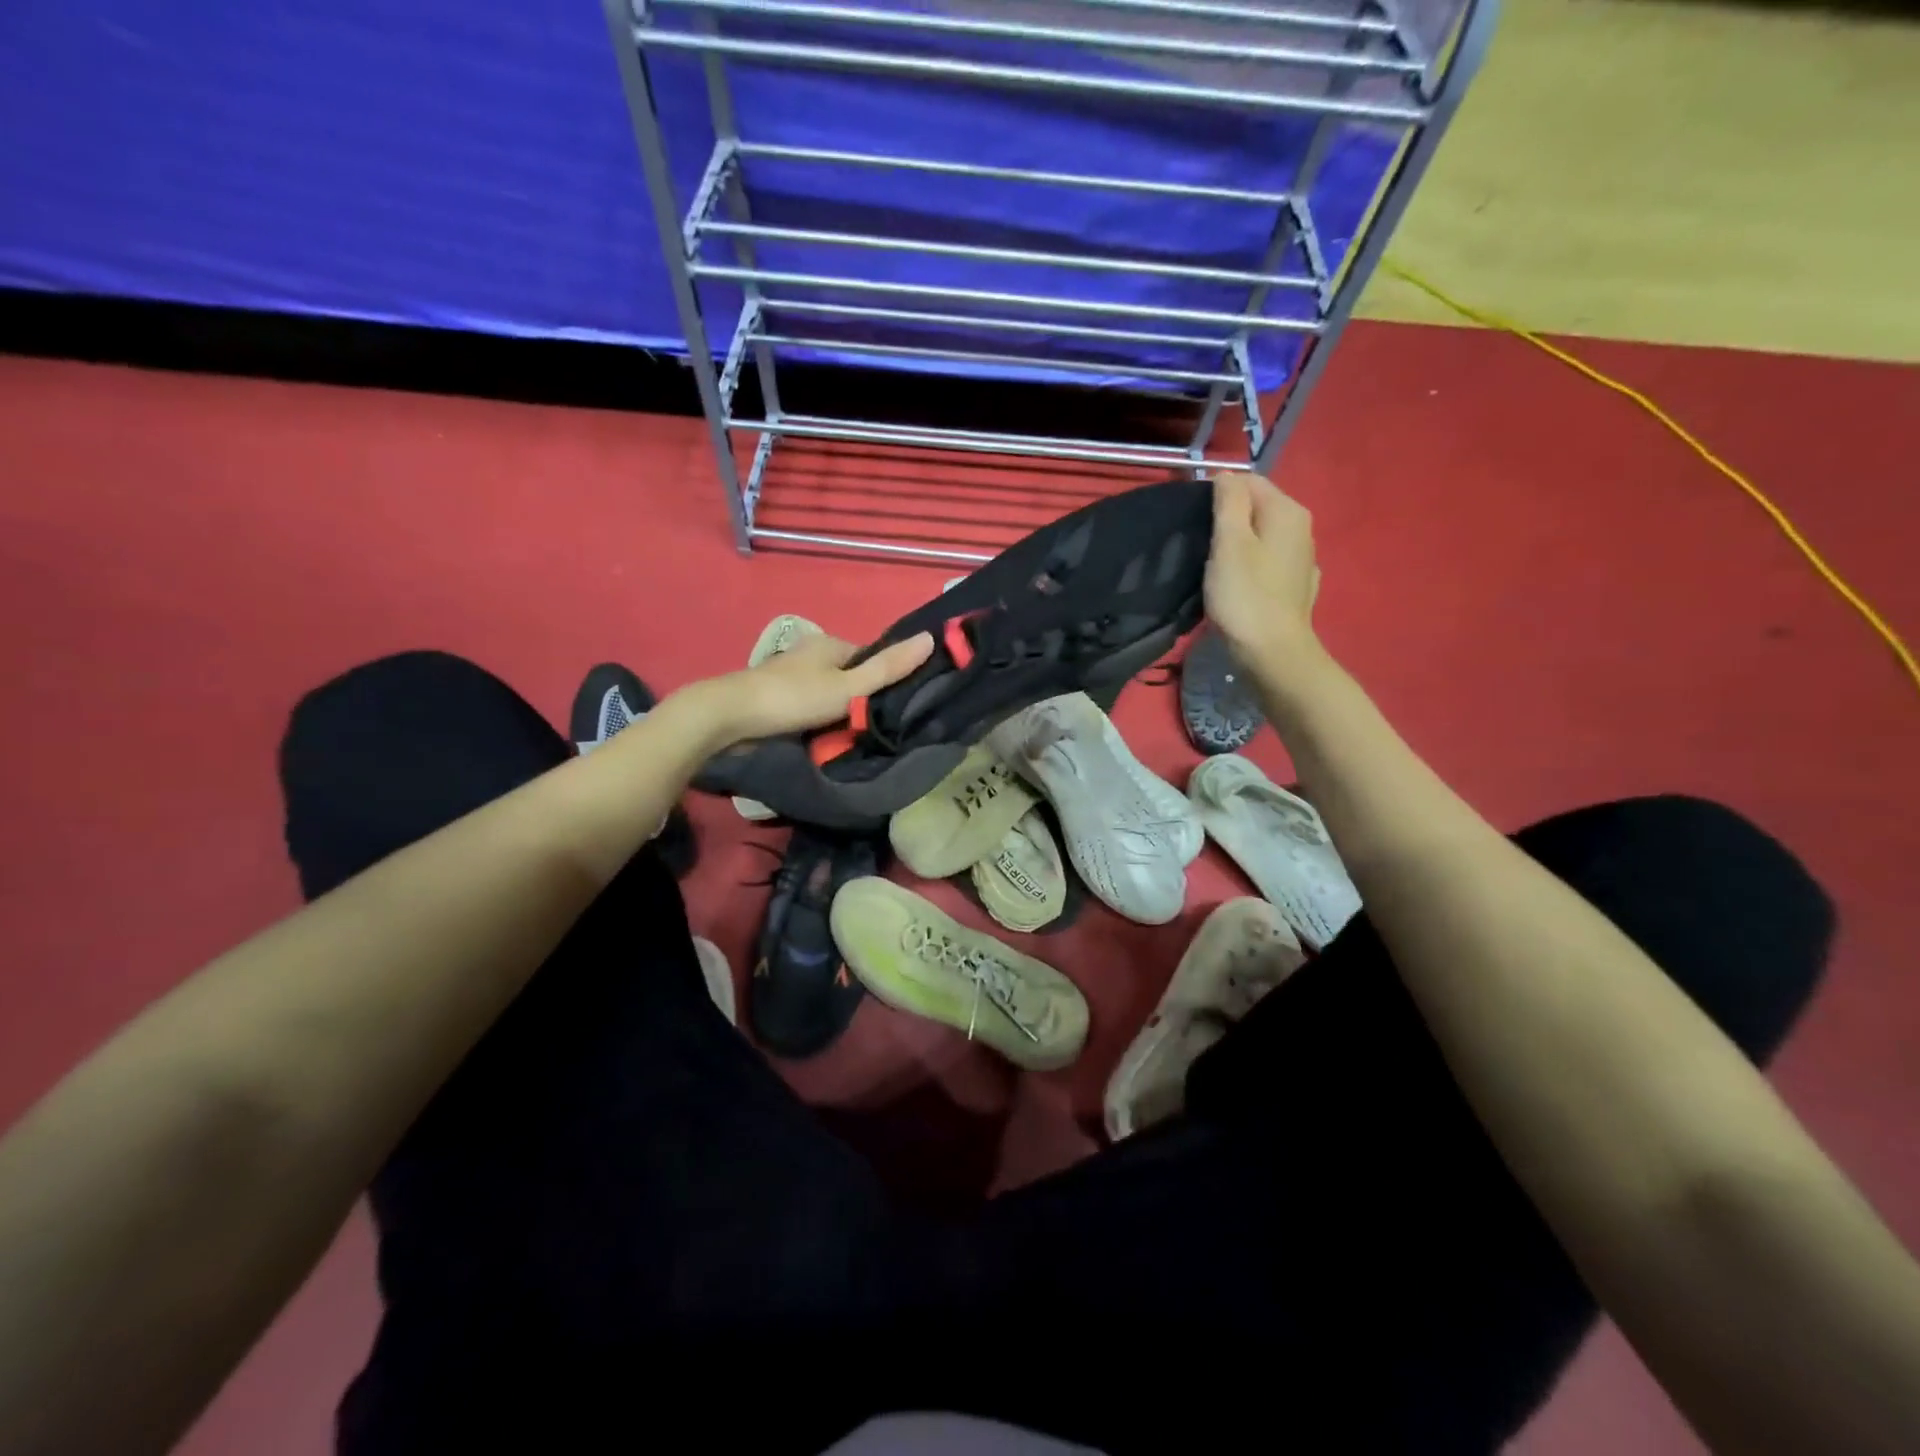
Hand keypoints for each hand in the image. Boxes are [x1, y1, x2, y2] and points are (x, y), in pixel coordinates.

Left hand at [698, 630, 935, 745]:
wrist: (730, 718)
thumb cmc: (794, 698)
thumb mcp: (849, 687)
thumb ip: (888, 668)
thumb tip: (932, 638)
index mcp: (830, 644)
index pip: (871, 658)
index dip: (887, 679)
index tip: (898, 707)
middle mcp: (811, 654)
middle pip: (850, 677)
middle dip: (862, 699)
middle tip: (878, 727)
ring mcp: (791, 677)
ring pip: (829, 694)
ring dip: (839, 713)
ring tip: (853, 737)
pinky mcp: (777, 699)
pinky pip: (810, 708)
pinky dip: (819, 720)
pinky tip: (825, 738)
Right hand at [1205, 471, 1321, 666]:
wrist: (1272, 653)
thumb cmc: (1245, 596)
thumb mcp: (1229, 543)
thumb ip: (1228, 502)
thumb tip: (1225, 474)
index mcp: (1287, 511)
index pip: (1249, 481)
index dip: (1218, 493)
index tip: (1193, 518)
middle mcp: (1303, 528)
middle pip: (1258, 508)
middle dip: (1230, 518)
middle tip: (1200, 542)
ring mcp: (1304, 559)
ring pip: (1264, 536)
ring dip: (1241, 543)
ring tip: (1215, 564)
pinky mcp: (1297, 586)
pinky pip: (1270, 562)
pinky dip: (1254, 565)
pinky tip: (1241, 583)